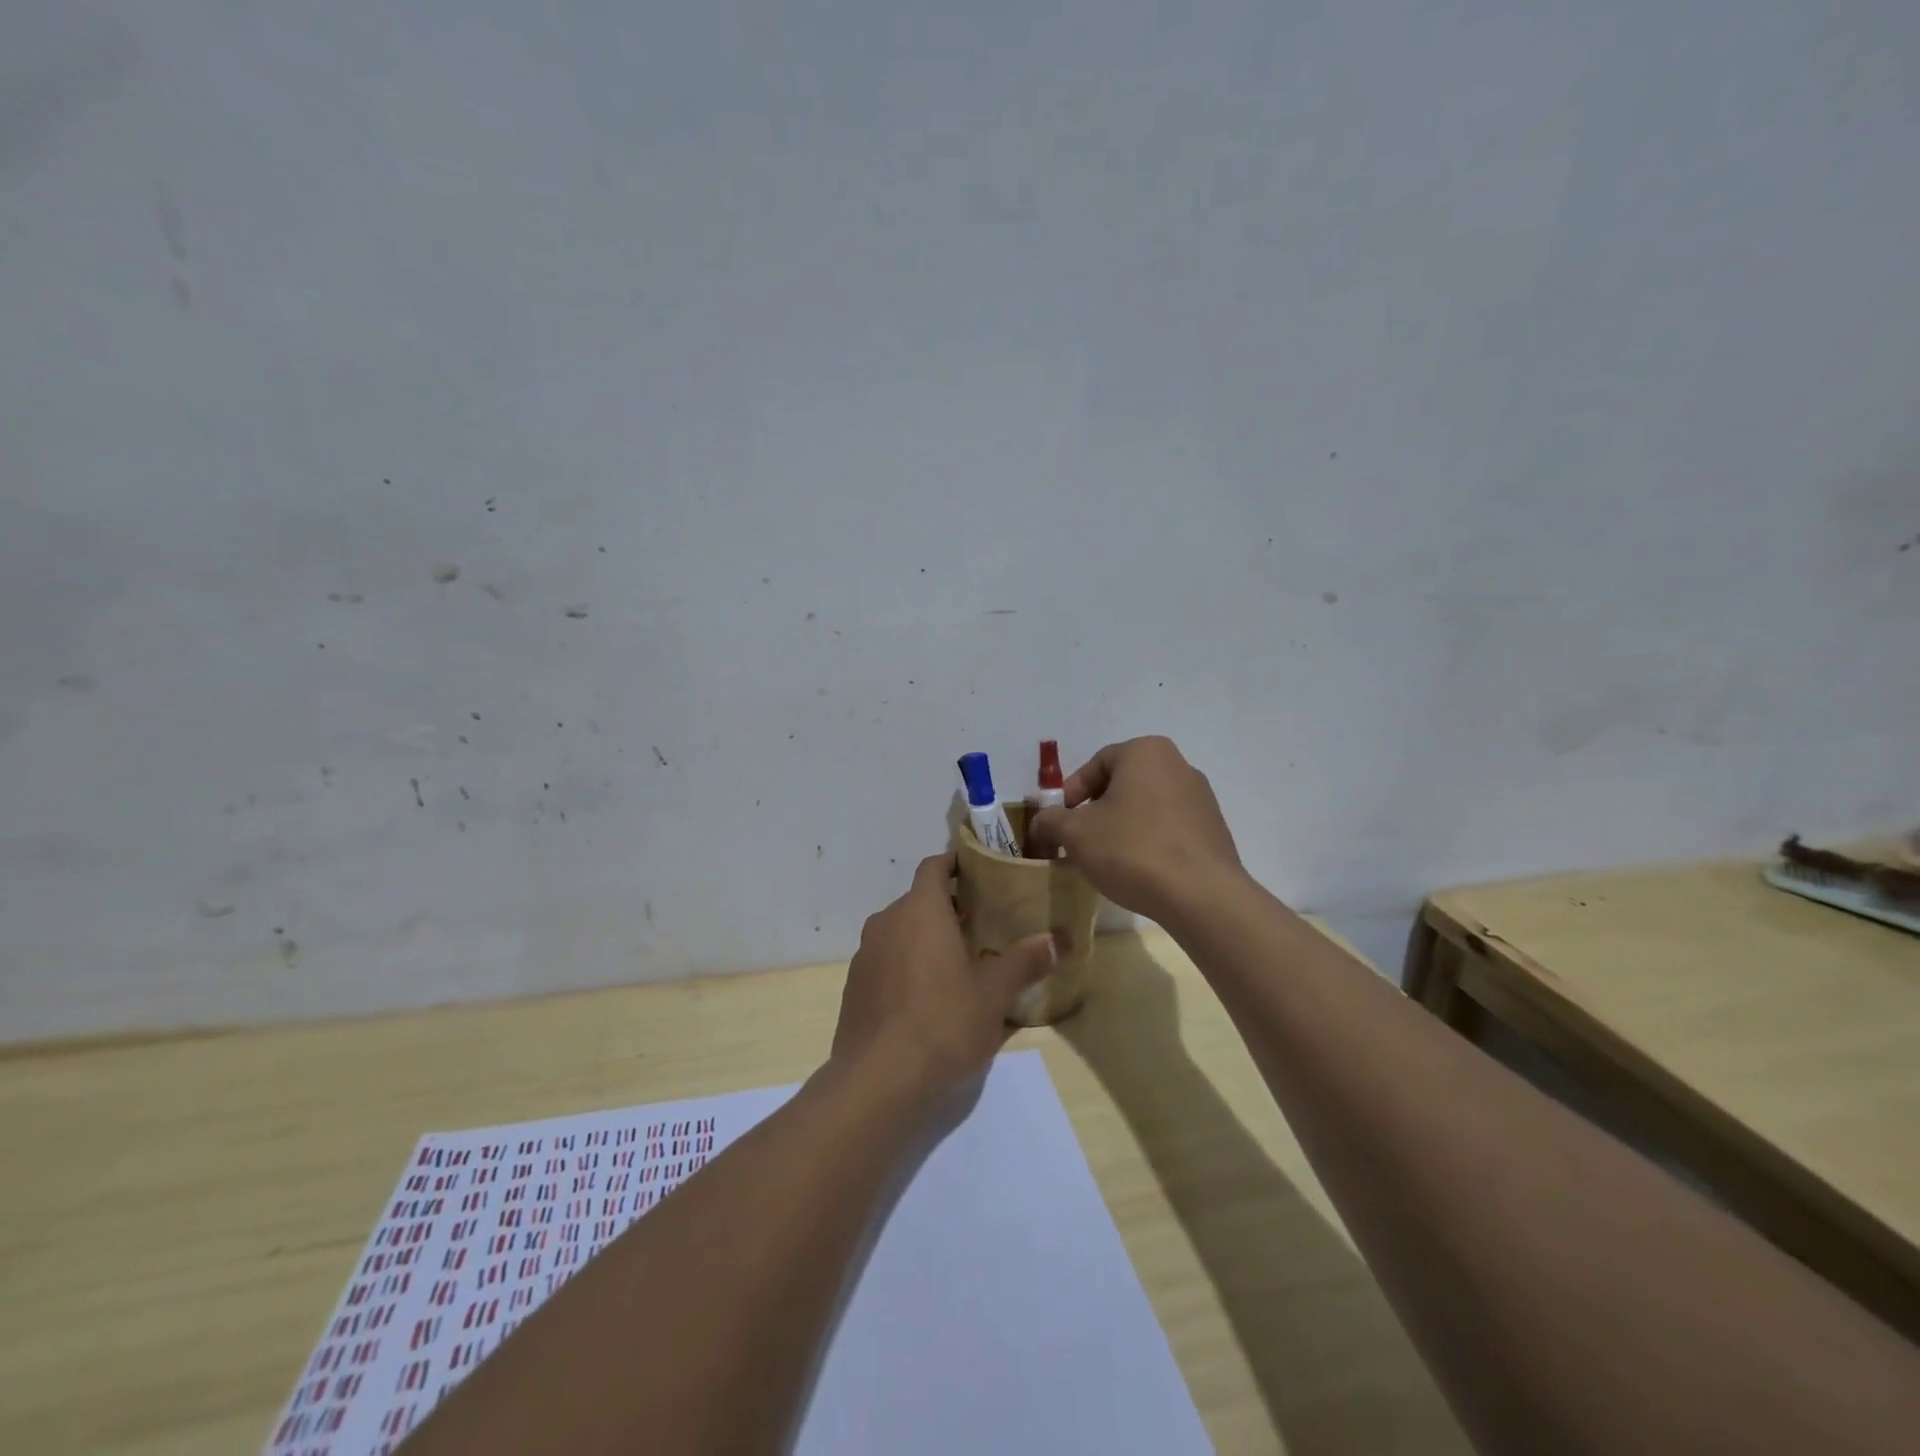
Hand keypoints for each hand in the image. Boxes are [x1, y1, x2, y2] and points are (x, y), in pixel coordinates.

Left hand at [832, 853, 1056, 1099]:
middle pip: (918, 899)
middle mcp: (887, 921)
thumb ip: (1024, 962)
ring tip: (956, 961)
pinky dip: (905, 963)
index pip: (933, 866)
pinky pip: (885, 959)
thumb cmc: (942, 1023)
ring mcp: (866, 954)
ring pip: (899, 930)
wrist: (876, 1080)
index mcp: (921, 910)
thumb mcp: (993, 995)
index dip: (954, 863)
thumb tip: (1055, 939)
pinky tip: (925, 996)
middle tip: (980, 924)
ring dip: (924, 936)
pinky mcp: (854, 985)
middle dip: (946, 906)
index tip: (978, 871)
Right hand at [1025, 736, 1244, 924]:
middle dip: (1096, 811)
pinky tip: (1139, 870)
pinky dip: (1149, 842)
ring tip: (1108, 859)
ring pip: (1146, 806)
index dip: (1071, 794)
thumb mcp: (1076, 833)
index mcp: (1145, 752)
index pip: (1096, 764)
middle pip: (1122, 784)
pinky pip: (1169, 828)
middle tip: (1079, 841)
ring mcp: (1201, 798)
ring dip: (1122, 827)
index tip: (1060, 823)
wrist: (1201, 896)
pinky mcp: (1214, 830)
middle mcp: (1178, 764)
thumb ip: (1050, 821)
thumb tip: (1042, 823)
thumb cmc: (1132, 849)